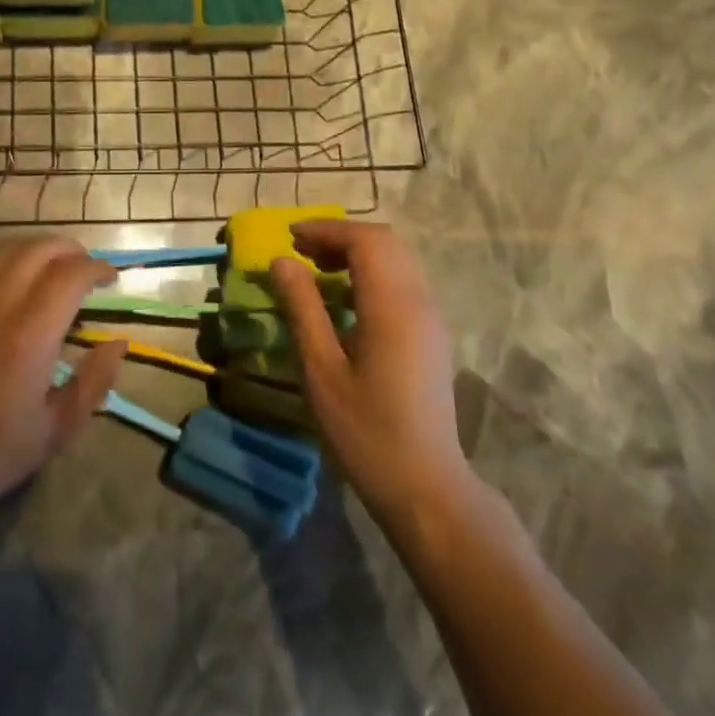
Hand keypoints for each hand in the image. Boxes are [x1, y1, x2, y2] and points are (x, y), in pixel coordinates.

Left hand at [0, 237, 124, 566]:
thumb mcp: (55, 430)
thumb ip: (94, 381)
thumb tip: (117, 342)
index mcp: (28, 334)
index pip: (71, 274)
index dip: (97, 268)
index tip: (112, 279)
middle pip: (40, 248)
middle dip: (72, 251)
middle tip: (88, 271)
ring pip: (8, 247)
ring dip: (40, 249)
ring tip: (56, 270)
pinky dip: (8, 258)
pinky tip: (15, 280)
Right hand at [269, 220, 465, 521]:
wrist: (426, 485)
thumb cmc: (365, 430)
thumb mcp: (321, 369)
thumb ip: (302, 308)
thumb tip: (281, 261)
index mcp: (393, 305)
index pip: (366, 240)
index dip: (327, 230)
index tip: (290, 237)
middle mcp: (419, 301)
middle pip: (386, 243)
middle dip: (342, 237)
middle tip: (301, 251)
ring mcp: (431, 318)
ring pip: (399, 261)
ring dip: (359, 253)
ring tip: (317, 270)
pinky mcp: (432, 336)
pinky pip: (404, 283)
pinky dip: (373, 273)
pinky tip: (345, 300)